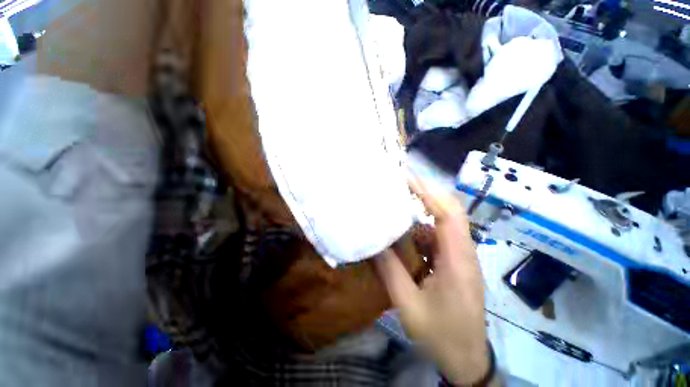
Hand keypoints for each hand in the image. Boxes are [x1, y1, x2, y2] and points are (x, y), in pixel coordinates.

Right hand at [375, 177, 488, 384]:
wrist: (467, 358)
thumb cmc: (441, 335)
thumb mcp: (409, 305)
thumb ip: (390, 272)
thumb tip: (373, 243)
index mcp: (457, 261)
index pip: (448, 215)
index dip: (429, 193)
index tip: (407, 178)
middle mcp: (463, 251)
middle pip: (450, 211)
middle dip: (427, 192)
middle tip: (401, 181)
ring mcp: (460, 255)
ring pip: (443, 221)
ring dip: (423, 207)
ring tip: (399, 198)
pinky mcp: (453, 260)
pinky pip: (437, 235)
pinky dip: (421, 227)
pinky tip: (404, 228)